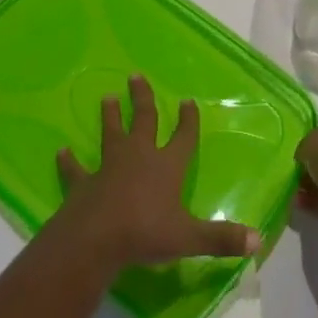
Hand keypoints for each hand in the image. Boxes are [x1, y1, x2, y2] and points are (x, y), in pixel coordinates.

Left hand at [56, 75, 260, 269]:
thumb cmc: (146, 233)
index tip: (187, 102)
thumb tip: (257, 240)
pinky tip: (61, 152)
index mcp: (167, 166)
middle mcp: (139, 157)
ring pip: (111, 134)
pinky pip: (76, 169)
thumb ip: (221, 239)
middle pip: (143, 120)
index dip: (187, 121)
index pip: (182, 137)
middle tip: (136, 76)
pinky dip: (69, 161)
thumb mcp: (189, 238)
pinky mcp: (84, 183)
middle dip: (142, 99)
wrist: (96, 238)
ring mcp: (109, 167)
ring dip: (110, 117)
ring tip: (108, 97)